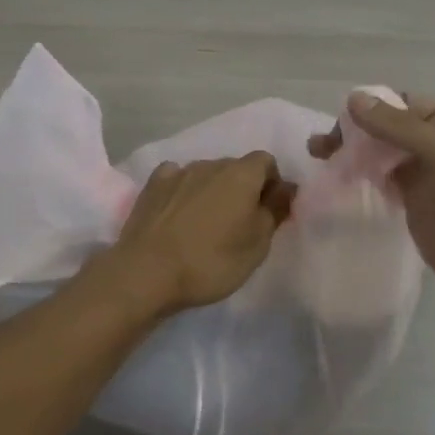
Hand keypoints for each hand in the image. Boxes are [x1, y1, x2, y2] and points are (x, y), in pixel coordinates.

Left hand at [104, 153, 296, 316]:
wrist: (147, 272)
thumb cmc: (212, 260)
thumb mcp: (258, 244)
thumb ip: (275, 210)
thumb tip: (286, 187)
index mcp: (242, 174)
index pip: (267, 162)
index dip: (271, 184)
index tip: (268, 212)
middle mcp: (211, 164)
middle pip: (236, 168)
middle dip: (242, 189)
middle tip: (238, 224)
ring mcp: (179, 172)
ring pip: (206, 174)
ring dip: (212, 191)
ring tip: (206, 225)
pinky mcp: (152, 185)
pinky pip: (177, 179)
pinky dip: (183, 191)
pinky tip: (178, 214)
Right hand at [309, 93, 434, 296]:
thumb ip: (396, 125)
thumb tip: (353, 98)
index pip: (399, 103)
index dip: (368, 108)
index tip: (337, 123)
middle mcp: (432, 143)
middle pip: (384, 129)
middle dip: (352, 133)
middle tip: (319, 147)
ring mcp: (421, 174)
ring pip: (378, 155)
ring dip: (351, 154)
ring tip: (319, 159)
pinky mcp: (411, 202)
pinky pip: (380, 181)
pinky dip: (359, 178)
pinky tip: (337, 182)